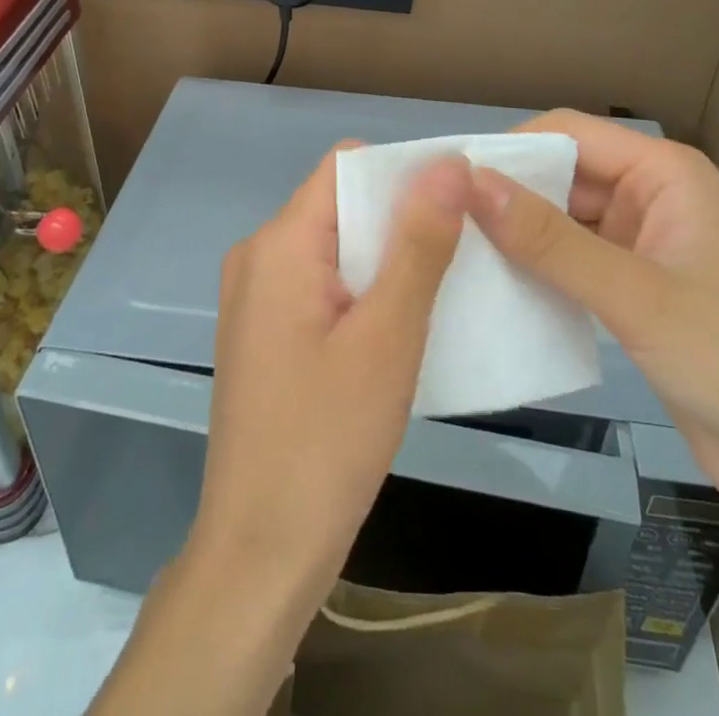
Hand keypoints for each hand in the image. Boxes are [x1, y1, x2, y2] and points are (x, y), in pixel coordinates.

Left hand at [189, 146, 468, 612]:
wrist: (260, 556)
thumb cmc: (326, 442)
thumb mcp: (388, 336)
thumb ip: (419, 243)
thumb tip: (448, 163)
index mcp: (279, 243)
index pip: (346, 166)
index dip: (404, 172)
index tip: (459, 201)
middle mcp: (258, 256)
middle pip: (341, 205)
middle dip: (400, 220)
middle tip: (462, 252)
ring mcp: (256, 297)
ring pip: (336, 247)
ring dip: (387, 260)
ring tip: (442, 288)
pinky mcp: (265, 332)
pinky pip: (322, 285)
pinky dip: (364, 291)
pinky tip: (400, 326)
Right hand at [467, 111, 718, 506]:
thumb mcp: (636, 296)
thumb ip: (550, 240)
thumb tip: (471, 183)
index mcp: (664, 172)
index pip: (569, 132)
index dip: (511, 148)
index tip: (450, 179)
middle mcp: (650, 194)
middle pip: (562, 172)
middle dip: (509, 192)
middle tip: (443, 220)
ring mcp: (640, 241)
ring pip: (562, 218)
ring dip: (518, 232)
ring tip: (455, 251)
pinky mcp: (631, 285)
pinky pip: (571, 258)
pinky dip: (537, 267)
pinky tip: (495, 285)